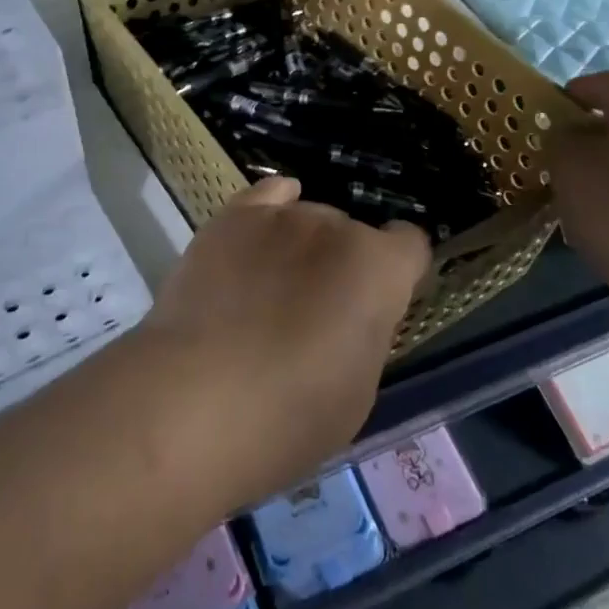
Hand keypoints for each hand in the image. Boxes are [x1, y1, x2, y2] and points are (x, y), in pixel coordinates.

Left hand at [136, 178, 429, 509]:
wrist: (197, 399)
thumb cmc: (291, 414)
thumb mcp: (359, 388)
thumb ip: (367, 332)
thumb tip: (352, 314)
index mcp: (379, 268)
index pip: (411, 245)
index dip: (399, 274)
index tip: (381, 304)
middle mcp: (336, 226)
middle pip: (353, 233)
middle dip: (344, 264)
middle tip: (316, 312)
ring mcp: (282, 216)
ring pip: (308, 217)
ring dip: (303, 246)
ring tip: (271, 288)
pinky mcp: (232, 217)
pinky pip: (267, 195)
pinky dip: (271, 210)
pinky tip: (261, 234)